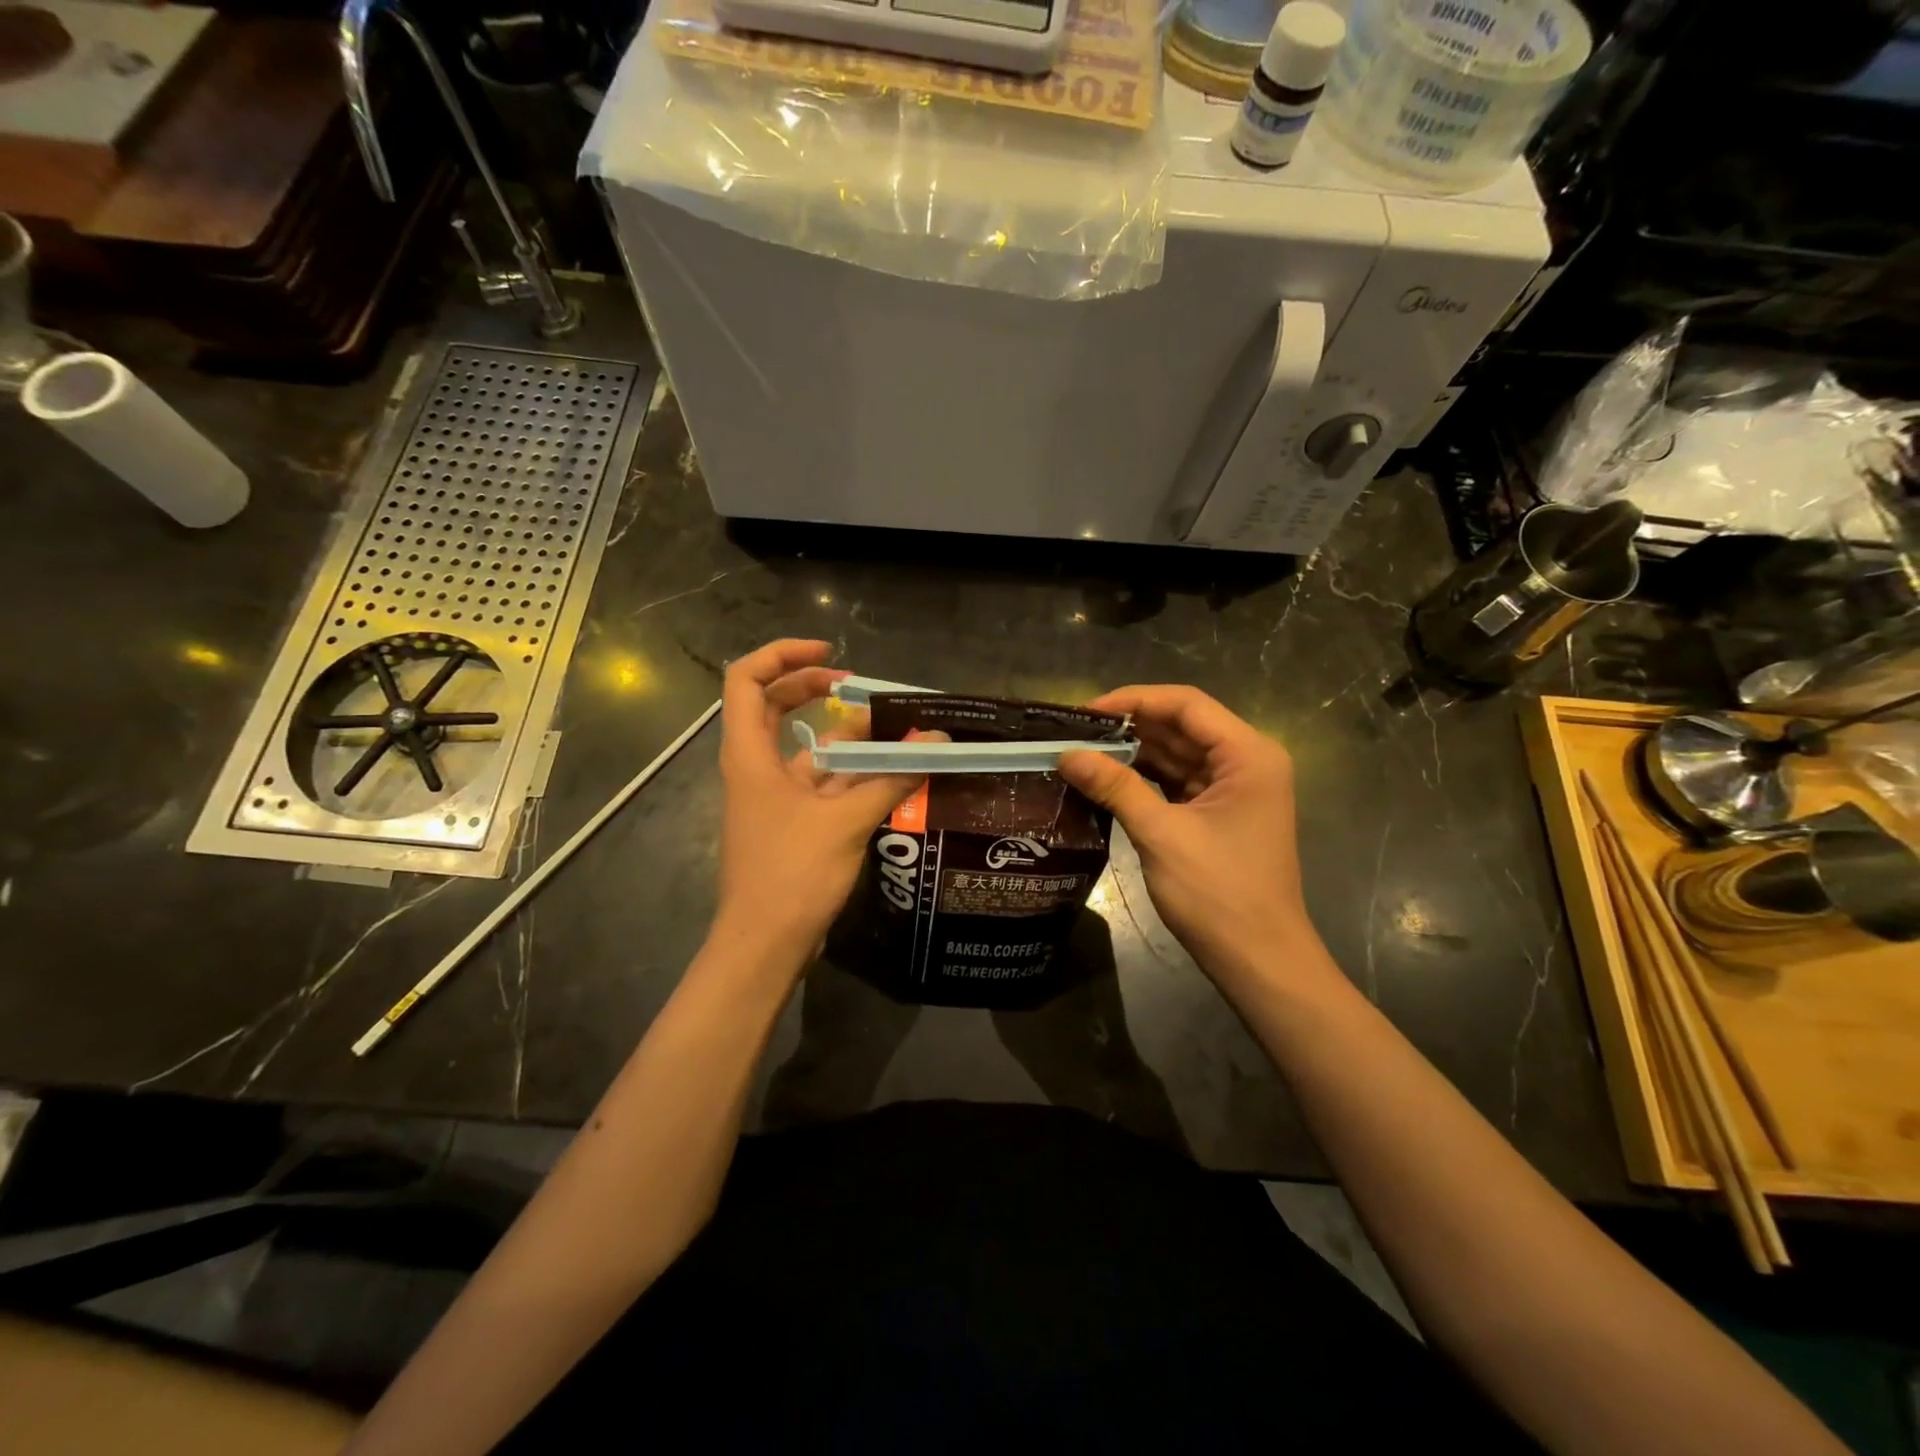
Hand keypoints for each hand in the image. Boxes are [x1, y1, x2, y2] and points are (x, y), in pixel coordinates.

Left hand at [714, 639, 927, 959]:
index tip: (832, 656)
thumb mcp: (845, 821)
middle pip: (773, 705)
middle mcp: (755, 767)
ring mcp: (772, 796)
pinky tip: (892, 776)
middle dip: (815, 689)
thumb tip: (935, 742)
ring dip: (846, 738)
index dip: (784, 655)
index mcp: (749, 754)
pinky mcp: (790, 822)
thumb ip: (891, 777)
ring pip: (805, 747)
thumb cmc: (791, 874)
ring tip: (894, 732)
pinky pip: (821, 783)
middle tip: (858, 687)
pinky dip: (853, 775)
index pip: (746, 679)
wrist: (764, 946)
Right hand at [1058, 686, 1320, 989]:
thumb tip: (1066, 754)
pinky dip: (1143, 780)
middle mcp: (1246, 762)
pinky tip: (1106, 780)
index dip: (1134, 700)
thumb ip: (1115, 787)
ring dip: (1133, 754)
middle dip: (1129, 727)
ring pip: (1176, 755)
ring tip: (1081, 752)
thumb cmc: (1219, 893)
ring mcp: (1233, 789)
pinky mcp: (1218, 814)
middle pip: (1181, 727)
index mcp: (1248, 755)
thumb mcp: (1162, 834)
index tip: (1086, 711)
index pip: (1186, 705)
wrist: (1259, 960)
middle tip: (1074, 732)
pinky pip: (1176, 782)